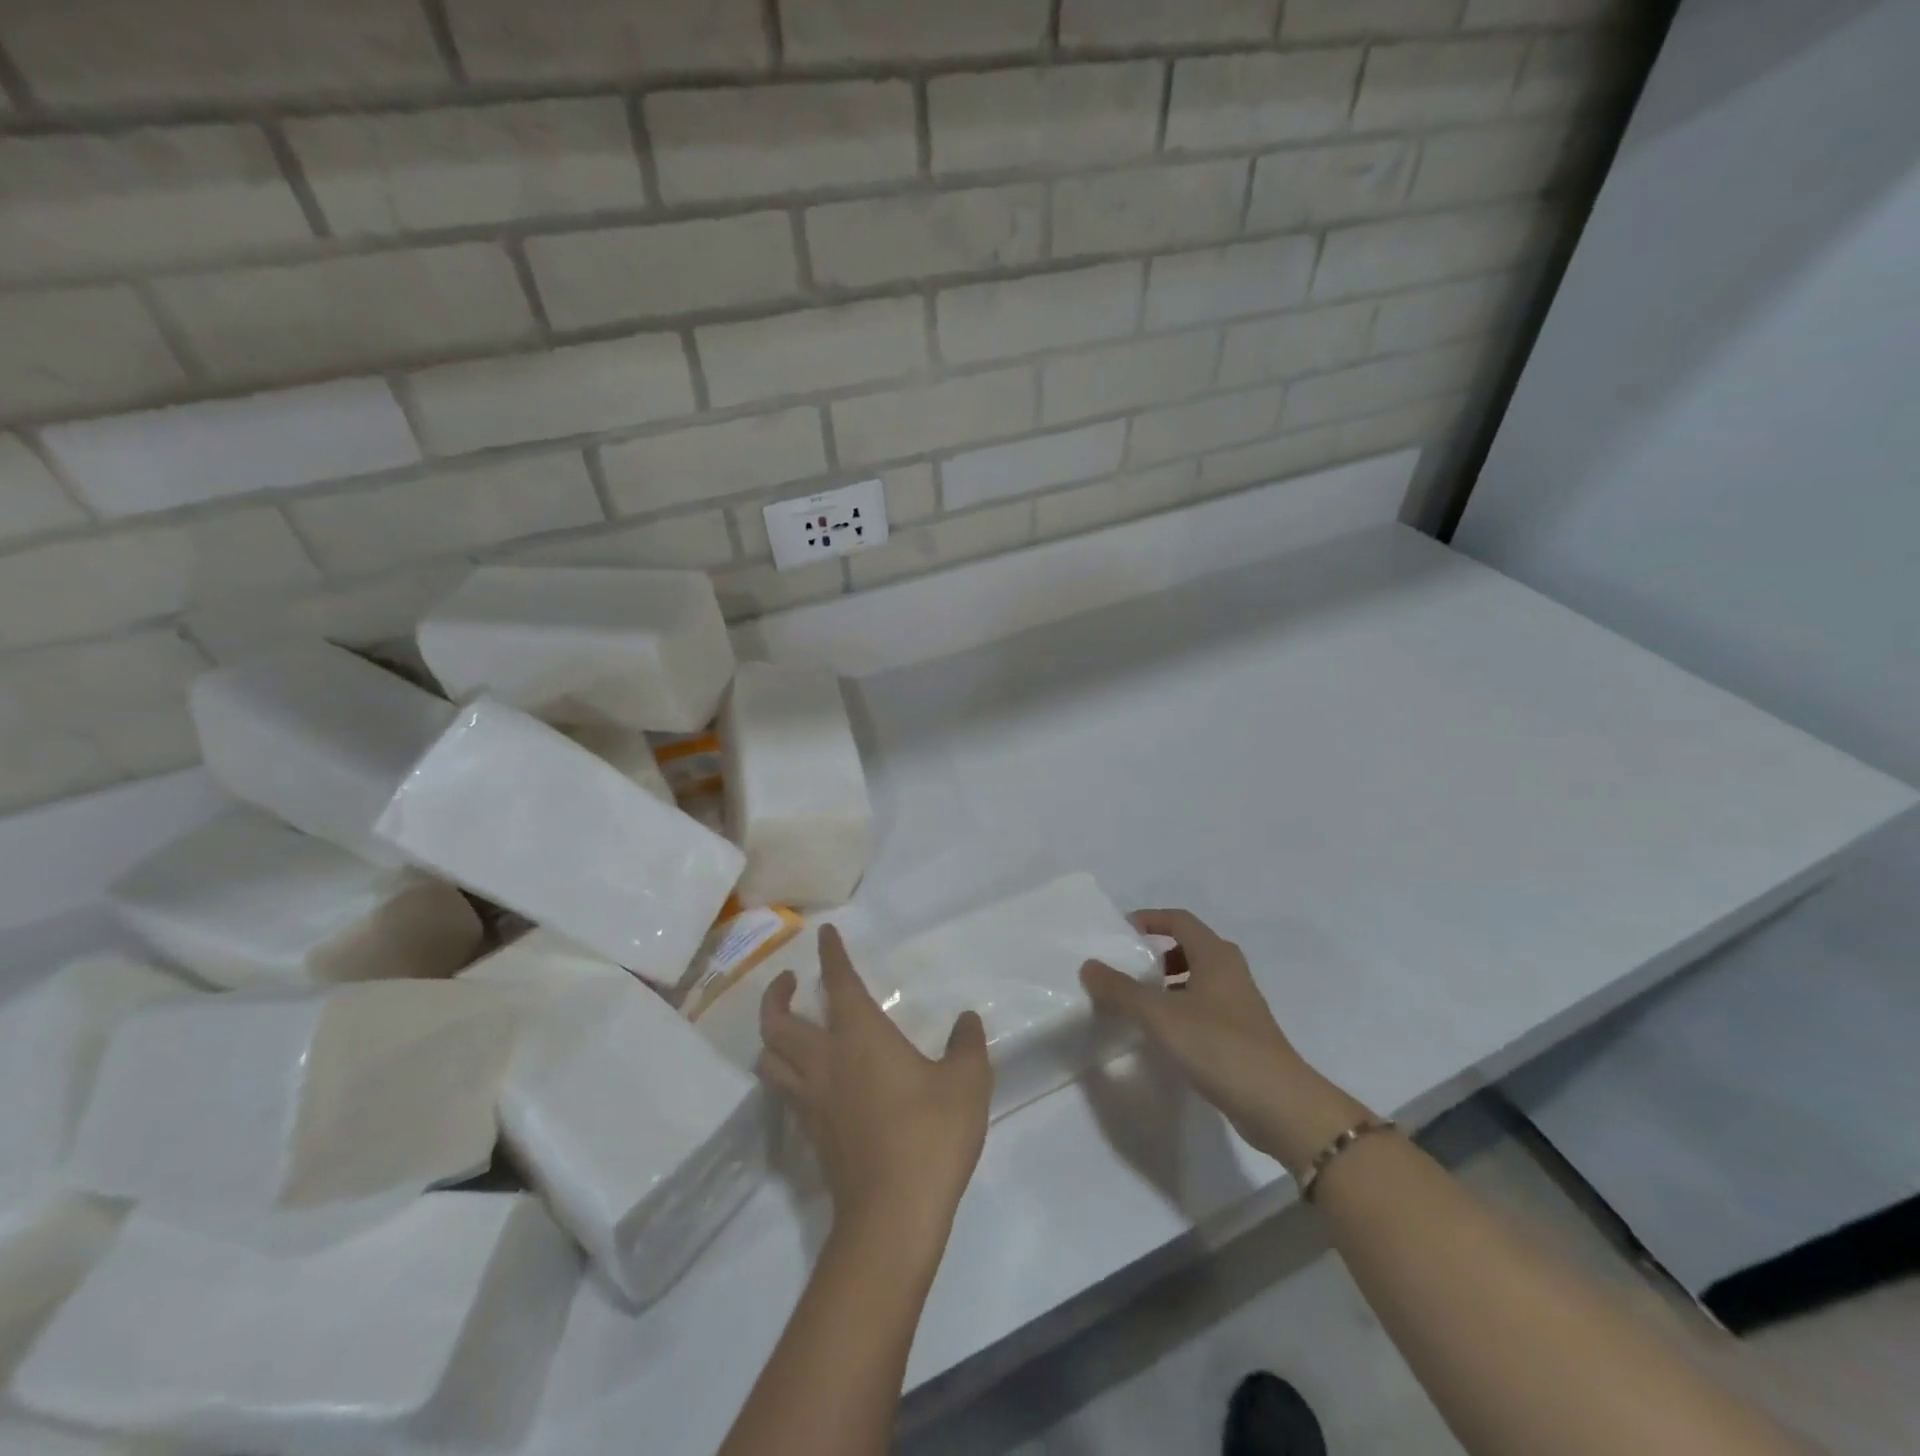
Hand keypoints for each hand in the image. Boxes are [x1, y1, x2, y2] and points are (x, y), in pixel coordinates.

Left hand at [759, 927, 991, 1242]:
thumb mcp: (967, 1081)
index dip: (831, 955)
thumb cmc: (930, 1133)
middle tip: (789, 982)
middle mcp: (825, 1061)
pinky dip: (786, 1073)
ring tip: (787, 1027)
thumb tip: (966, 1020)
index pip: (838, 982)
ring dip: (772, 1035)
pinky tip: (808, 1078)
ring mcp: (812, 1101)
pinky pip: (785, 1092)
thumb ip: (967, 1045)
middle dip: (777, 995)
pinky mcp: (811, 1135)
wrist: (893, 1214)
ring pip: (770, 1059)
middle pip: (778, 1022)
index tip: (824, 935)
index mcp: (860, 1036)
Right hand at [1081, 908, 1362, 1172]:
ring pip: (1198, 979)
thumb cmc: (1219, 1046)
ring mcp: (1240, 1004)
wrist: (1280, 1105)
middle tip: (1126, 967)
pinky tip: (1163, 1034)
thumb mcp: (1160, 1015)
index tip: (1120, 931)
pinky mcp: (1242, 1035)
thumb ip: (1121, 990)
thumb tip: (1089, 965)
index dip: (1150, 919)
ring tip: (1138, 1002)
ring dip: (1168, 983)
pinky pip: (1204, 1007)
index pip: (1180, 920)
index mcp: (1215, 955)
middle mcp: (1231, 971)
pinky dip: (1180, 1009)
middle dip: (1157, 953)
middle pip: (1190, 947)